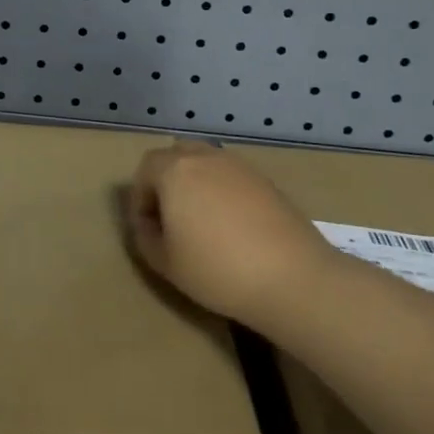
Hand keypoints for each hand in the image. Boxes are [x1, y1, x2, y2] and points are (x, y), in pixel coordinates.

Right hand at [127, 141, 332, 336]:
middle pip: (176, 155)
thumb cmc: (218, 269)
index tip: (148, 228)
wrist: (293, 278)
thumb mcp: (165, 263)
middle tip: (171, 217)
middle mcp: (206, 158)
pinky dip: (223, 191)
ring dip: (196, 183)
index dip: (141, 197)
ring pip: (206, 163)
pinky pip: (232, 177)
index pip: (146, 167)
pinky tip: (232, 225)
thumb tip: (148, 223)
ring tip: (202, 220)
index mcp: (175, 171)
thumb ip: (145, 237)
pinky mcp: (266, 181)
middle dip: (166, 180)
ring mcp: (240, 167)